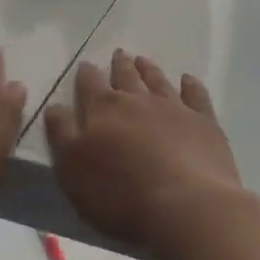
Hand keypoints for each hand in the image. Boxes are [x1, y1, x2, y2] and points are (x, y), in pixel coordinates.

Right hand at [43, 48, 247, 258]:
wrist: (185, 206)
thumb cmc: (119, 193)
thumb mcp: (72, 168)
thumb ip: (62, 134)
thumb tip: (55, 106)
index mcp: (104, 110)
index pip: (90, 84)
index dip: (86, 74)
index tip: (85, 64)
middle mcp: (138, 100)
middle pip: (126, 76)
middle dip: (120, 65)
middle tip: (119, 53)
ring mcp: (174, 108)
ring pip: (158, 81)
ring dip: (149, 70)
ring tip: (143, 60)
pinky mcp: (204, 123)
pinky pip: (196, 96)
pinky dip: (191, 85)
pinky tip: (188, 80)